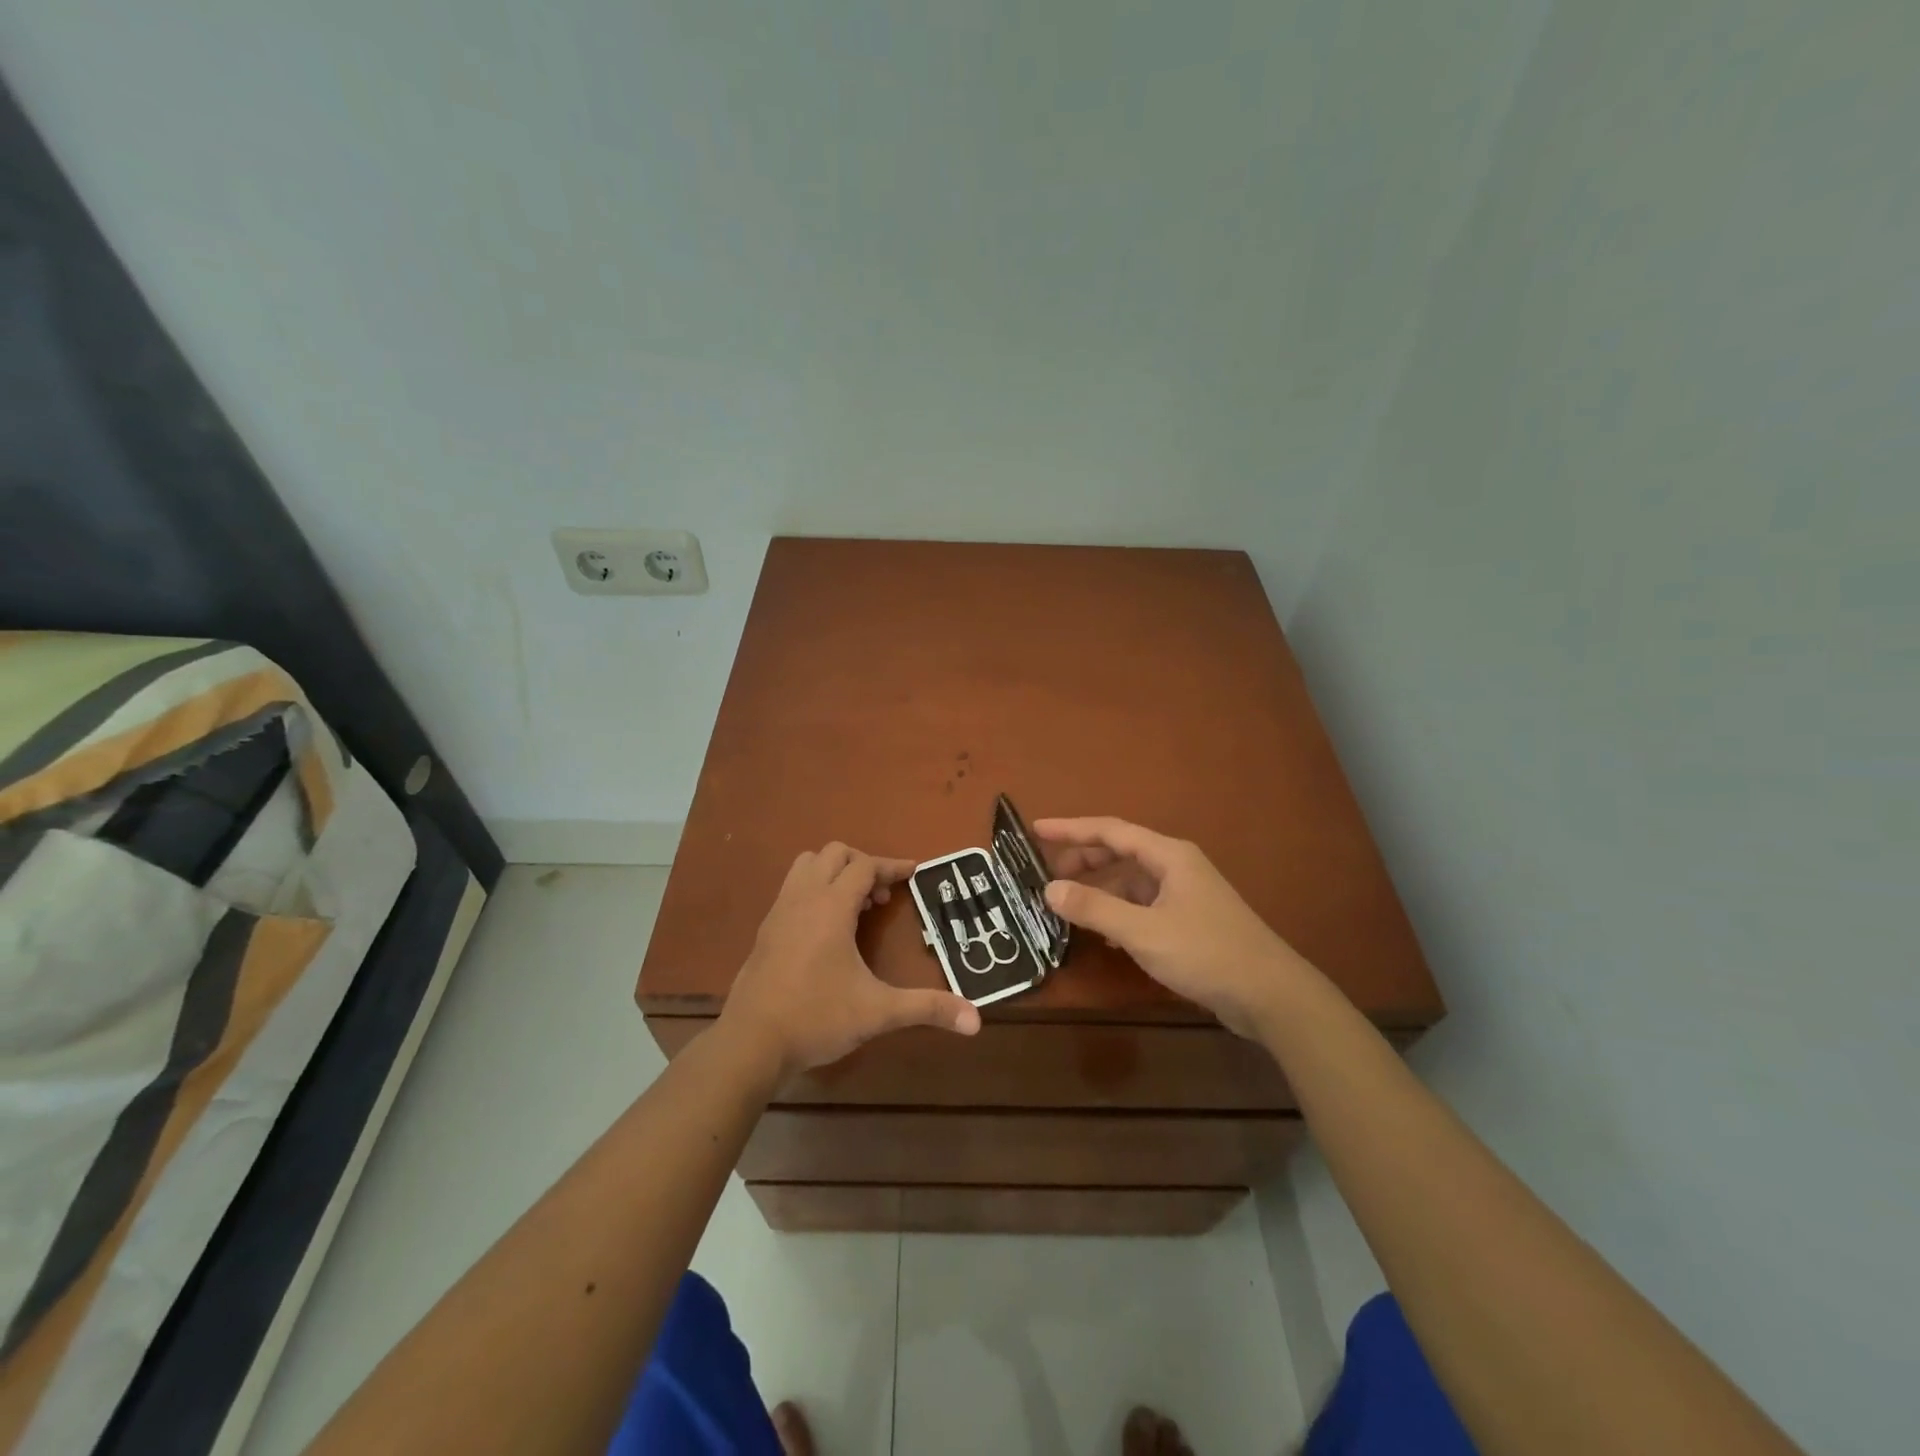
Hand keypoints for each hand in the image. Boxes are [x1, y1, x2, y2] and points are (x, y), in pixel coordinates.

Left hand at [721, 843, 981, 1079]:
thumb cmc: (816, 1019)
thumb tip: (976, 1020)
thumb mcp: (878, 1012)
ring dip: (834, 872)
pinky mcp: (765, 930)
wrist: (750, 1043)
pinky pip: (793, 888)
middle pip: (834, 854)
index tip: (915, 872)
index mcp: (831, 907)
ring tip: (855, 907)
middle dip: (863, 865)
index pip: (865, 866)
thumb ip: (926, 1008)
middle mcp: (803, 899)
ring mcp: (779, 912)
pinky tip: (826, 930)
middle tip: (883, 898)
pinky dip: (815, 890)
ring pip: (807, 865)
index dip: (892, 866)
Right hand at [1035, 817, 1318, 1039]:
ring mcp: (1184, 894)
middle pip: (1119, 853)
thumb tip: (1049, 889)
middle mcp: (1176, 866)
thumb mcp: (1143, 931)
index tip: (1035, 831)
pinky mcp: (1188, 922)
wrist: (1270, 995)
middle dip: (1082, 862)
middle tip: (1045, 877)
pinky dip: (1118, 914)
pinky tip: (1103, 935)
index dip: (1070, 829)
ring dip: (1099, 891)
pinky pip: (1142, 907)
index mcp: (1168, 855)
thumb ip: (1094, 908)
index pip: (1110, 830)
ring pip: (1130, 883)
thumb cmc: (1205, 953)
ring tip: (1067, 908)